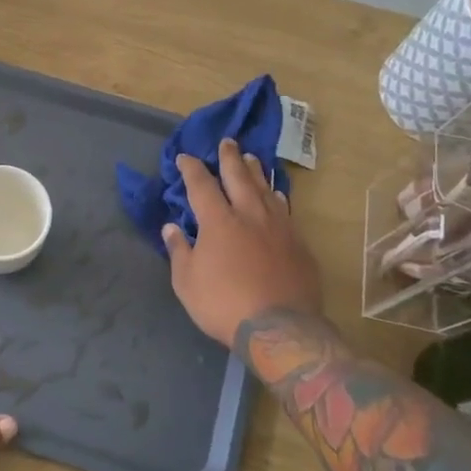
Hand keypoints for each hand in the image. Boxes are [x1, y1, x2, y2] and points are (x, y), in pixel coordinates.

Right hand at [163, 138, 323, 349]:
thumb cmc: (223, 304)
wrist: (279, 328)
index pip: (201, 185)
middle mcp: (249, 214)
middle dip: (229, 158)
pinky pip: (285, 209)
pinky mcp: (298, 243)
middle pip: (238, 177)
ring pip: (265, 189)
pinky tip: (277, 194)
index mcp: (218, 221)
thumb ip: (179, 251)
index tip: (184, 157)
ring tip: (251, 158)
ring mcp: (278, 227)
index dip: (191, 169)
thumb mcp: (186, 282)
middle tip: (226, 142)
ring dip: (256, 171)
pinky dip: (277, 196)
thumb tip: (171, 227)